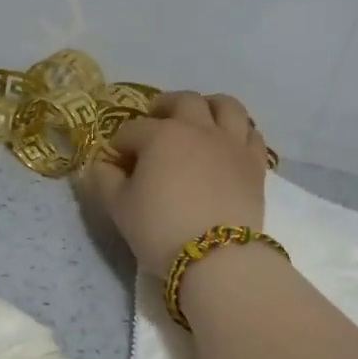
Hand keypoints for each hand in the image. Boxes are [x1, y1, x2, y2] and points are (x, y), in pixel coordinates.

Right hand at [83, 91, 269, 275]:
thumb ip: (105, 180)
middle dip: (165, 106)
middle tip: (156, 120)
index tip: (116, 161)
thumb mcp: (119, 208)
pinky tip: (230, 142)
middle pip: (183, 101)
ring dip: (210, 105)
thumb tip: (103, 165)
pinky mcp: (255, 163)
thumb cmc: (160, 230)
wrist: (217, 257)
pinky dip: (239, 131)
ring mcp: (231, 143)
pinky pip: (251, 134)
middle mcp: (198, 129)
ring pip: (226, 106)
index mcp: (160, 135)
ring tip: (201, 118)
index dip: (120, 144)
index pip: (133, 130)